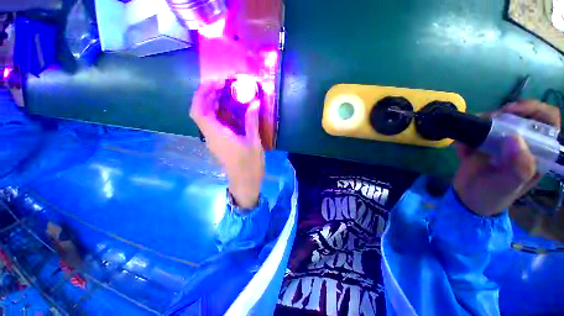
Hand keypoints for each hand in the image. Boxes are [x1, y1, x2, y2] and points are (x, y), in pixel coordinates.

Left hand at [190, 82, 264, 209]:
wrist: (245, 181)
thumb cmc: (250, 164)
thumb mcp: (254, 142)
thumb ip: (252, 121)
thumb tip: (255, 102)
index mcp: (217, 135)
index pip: (199, 111)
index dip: (202, 94)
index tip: (215, 83)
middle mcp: (210, 136)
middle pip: (199, 111)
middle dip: (206, 95)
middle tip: (222, 84)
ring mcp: (212, 140)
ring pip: (204, 117)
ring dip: (210, 103)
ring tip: (224, 92)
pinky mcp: (217, 143)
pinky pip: (211, 123)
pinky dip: (216, 112)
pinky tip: (228, 109)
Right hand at [453, 100, 560, 216]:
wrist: (468, 199)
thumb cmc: (494, 196)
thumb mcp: (509, 186)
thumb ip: (519, 167)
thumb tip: (514, 138)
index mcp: (538, 151)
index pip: (547, 122)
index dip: (534, 110)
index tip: (512, 111)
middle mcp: (522, 142)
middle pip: (520, 115)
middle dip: (503, 114)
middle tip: (486, 121)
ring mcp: (501, 141)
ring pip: (496, 119)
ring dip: (479, 125)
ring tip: (467, 142)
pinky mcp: (482, 143)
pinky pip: (473, 132)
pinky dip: (464, 137)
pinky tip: (460, 150)